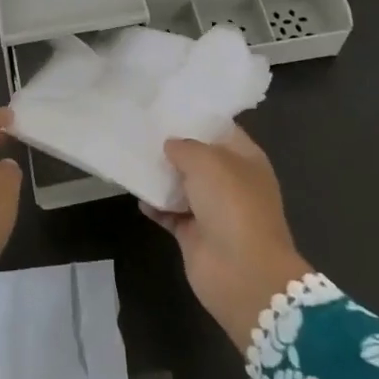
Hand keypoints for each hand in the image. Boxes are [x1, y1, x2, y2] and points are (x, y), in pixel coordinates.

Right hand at [143, 126, 310, 349]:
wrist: (242, 272)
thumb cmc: (232, 205)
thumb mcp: (208, 162)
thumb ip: (186, 147)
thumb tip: (171, 145)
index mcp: (246, 159)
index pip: (221, 130)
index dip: (197, 118)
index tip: (167, 106)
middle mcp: (231, 181)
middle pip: (199, 158)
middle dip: (174, 146)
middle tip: (142, 128)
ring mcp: (213, 209)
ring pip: (182, 185)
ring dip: (161, 175)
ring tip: (132, 155)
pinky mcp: (194, 234)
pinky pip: (170, 212)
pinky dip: (154, 205)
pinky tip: (136, 193)